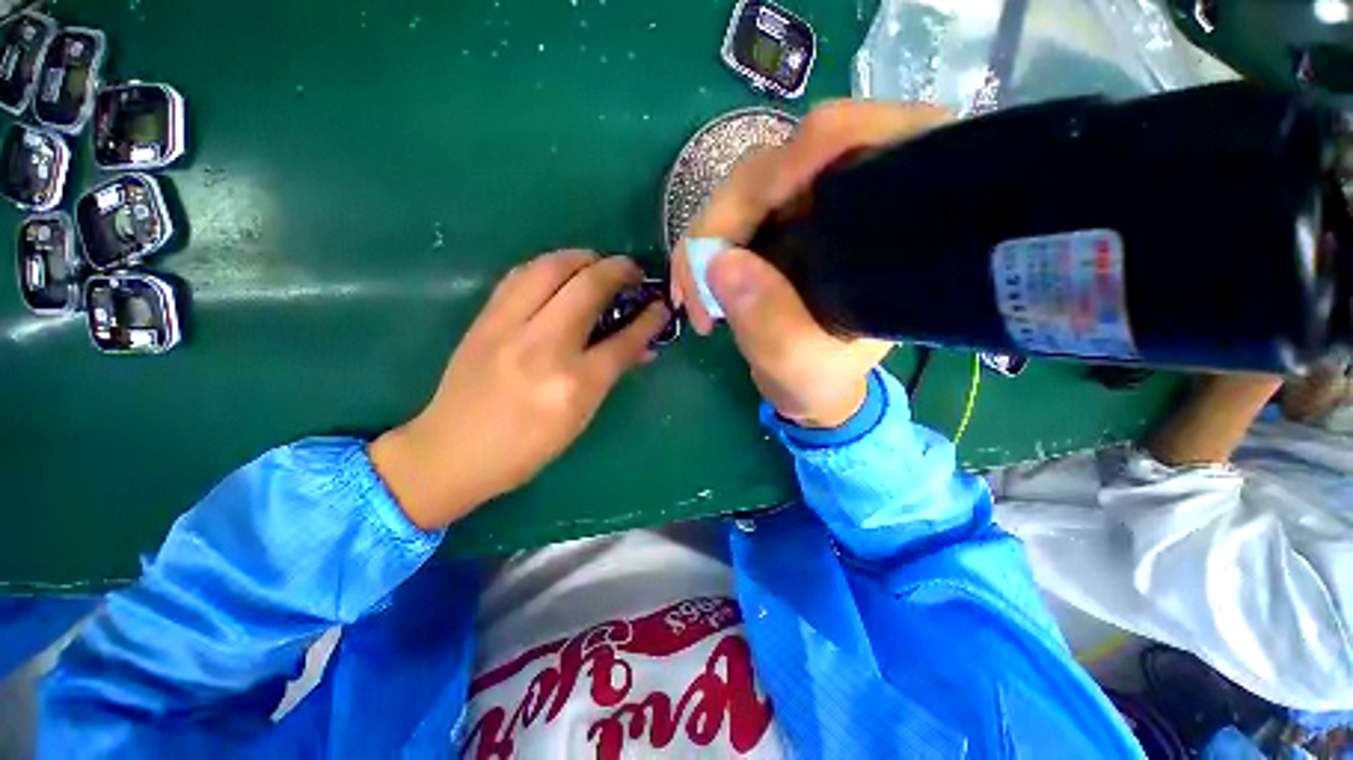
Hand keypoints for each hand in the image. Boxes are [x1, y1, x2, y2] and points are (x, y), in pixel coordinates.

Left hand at [370, 251, 670, 529]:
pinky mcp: (484, 319)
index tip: (661, 306)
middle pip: (589, 288)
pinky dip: (547, 265)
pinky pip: (520, 275)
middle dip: (619, 270)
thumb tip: (641, 347)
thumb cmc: (526, 448)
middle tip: (632, 271)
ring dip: (583, 257)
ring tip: (598, 263)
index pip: (624, 340)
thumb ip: (611, 375)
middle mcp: (544, 348)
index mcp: (574, 385)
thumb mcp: (580, 418)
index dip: (649, 319)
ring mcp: (509, 328)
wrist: (451, 451)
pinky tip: (559, 271)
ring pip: (551, 268)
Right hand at [670, 100, 950, 427]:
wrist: (810, 383)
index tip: (743, 224)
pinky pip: (727, 214)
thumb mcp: (802, 365)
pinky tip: (690, 285)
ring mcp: (807, 201)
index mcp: (892, 212)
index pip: (853, 140)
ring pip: (742, 189)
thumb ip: (769, 324)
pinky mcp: (774, 220)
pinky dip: (701, 247)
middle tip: (694, 291)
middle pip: (777, 165)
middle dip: (722, 224)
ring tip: (691, 300)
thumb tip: (717, 262)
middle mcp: (851, 189)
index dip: (794, 160)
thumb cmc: (823, 377)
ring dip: (703, 241)